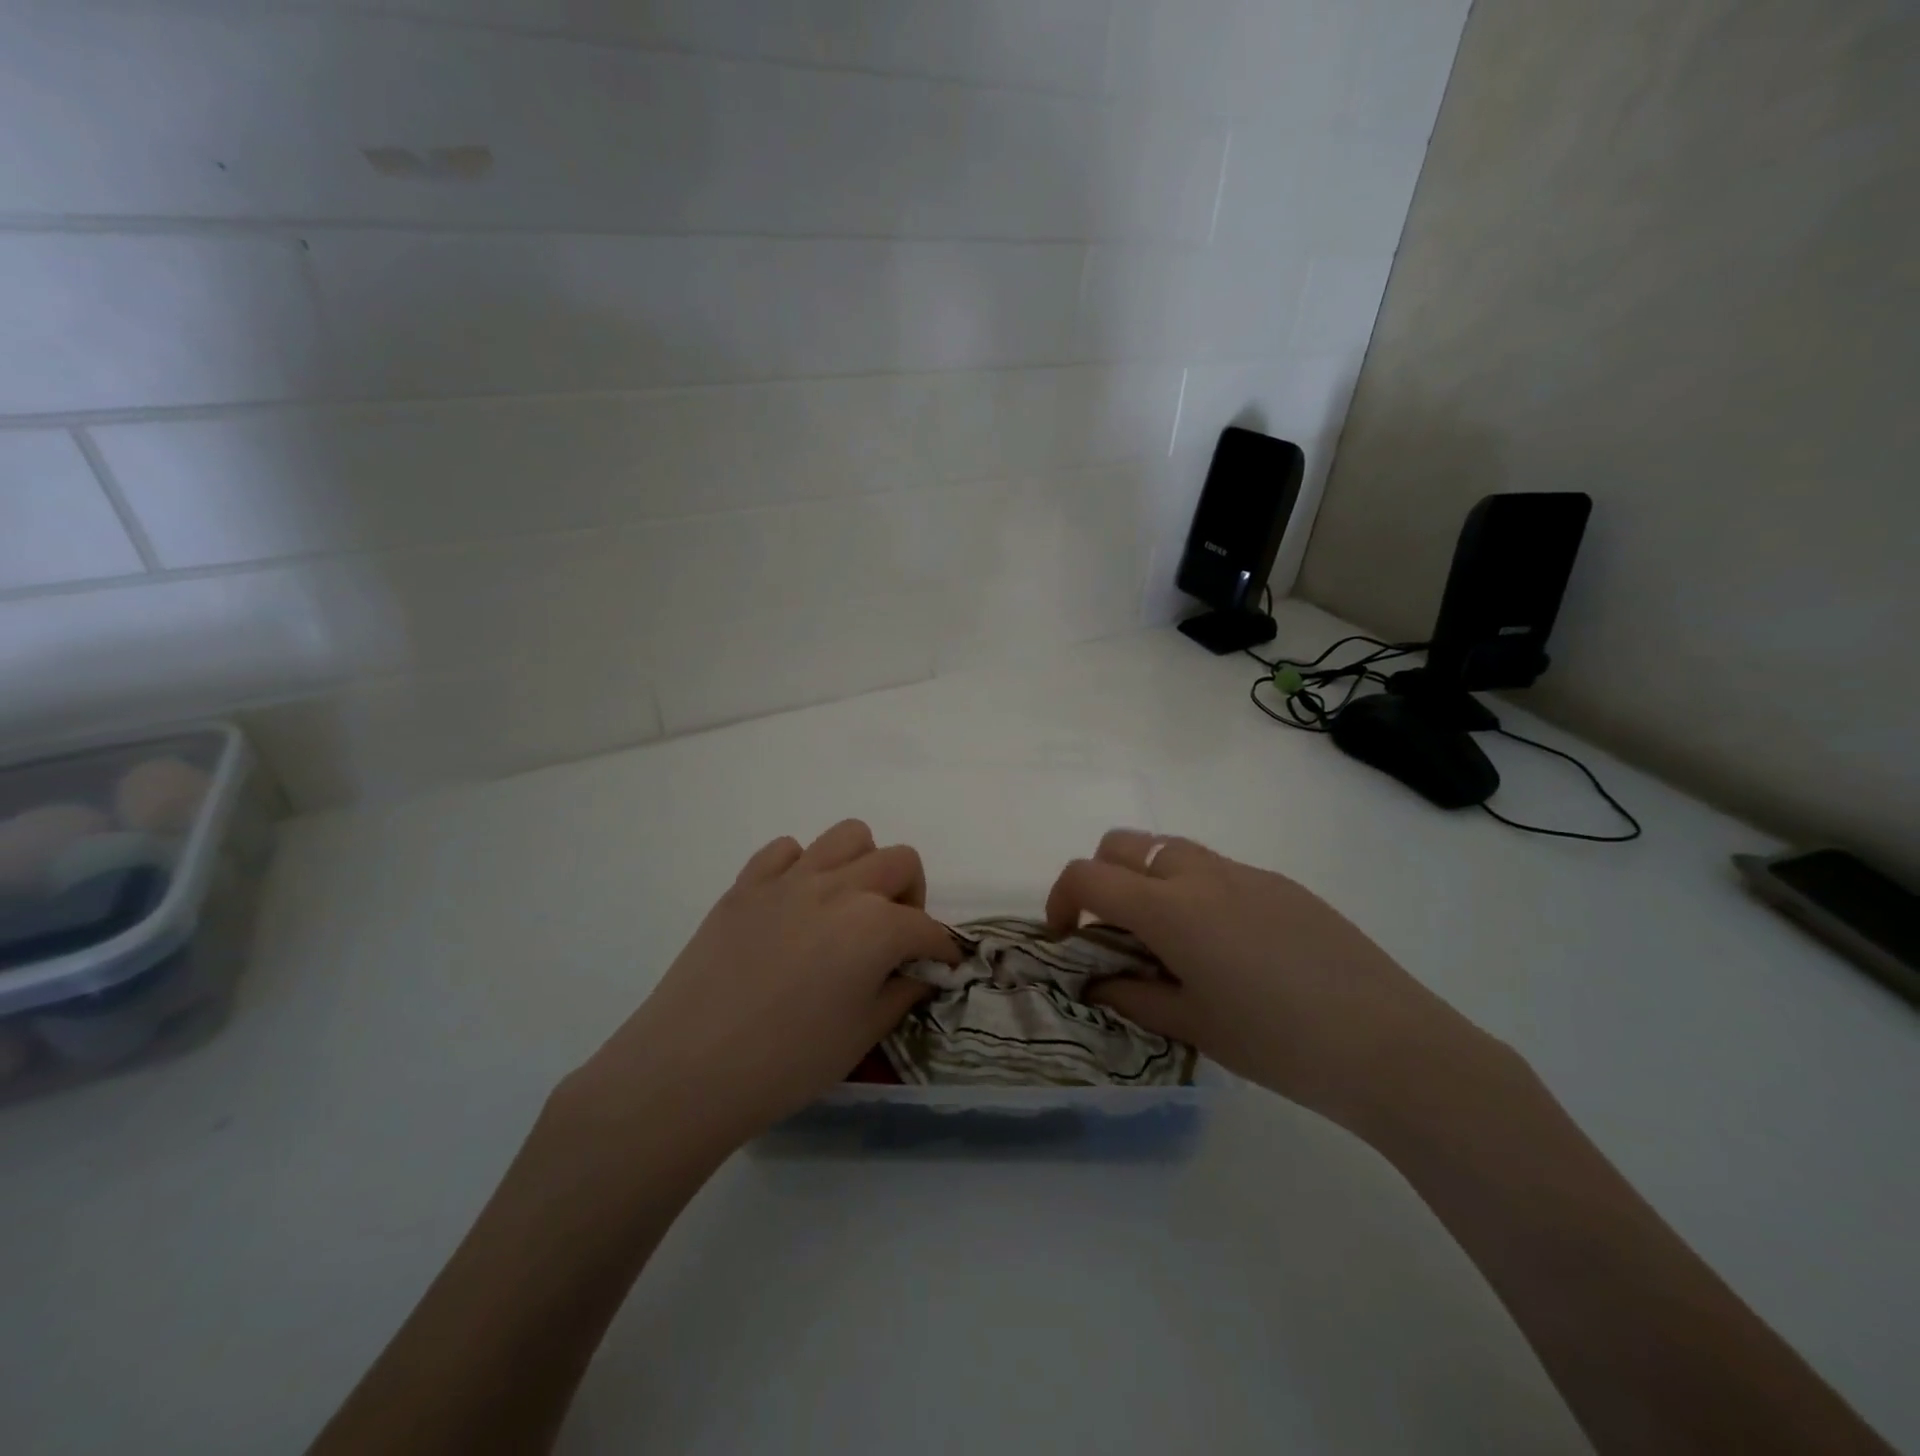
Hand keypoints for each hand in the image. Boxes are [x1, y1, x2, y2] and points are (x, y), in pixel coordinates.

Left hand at [560, 820, 957, 1158]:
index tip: (941, 967)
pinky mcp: (747, 884)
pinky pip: (786, 850)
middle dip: (911, 895)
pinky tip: (794, 905)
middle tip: (894, 936)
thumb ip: (901, 993)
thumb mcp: (861, 1036)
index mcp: (876, 926)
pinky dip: (802, 867)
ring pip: (848, 836)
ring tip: (849, 907)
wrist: (689, 1068)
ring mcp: (790, 879)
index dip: (941, 950)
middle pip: (899, 862)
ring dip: (862, 865)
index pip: (927, 928)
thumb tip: (920, 972)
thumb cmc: (787, 1062)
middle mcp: (840, 887)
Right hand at [1046, 830, 1485, 1131]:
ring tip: (1169, 939)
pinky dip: (1195, 891)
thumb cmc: (1278, 1044)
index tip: (1066, 936)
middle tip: (1113, 930)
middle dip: (1100, 876)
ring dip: (1148, 879)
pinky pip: (1219, 870)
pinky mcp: (1282, 884)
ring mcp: (1246, 873)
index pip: (1088, 875)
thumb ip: (1133, 996)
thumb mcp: (1193, 1026)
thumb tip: (1097, 979)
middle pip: (1123, 843)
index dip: (1061, 899)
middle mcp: (1201, 875)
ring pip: (1171, 849)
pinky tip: (1229, 948)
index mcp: (1171, 909)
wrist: (1391, 1046)